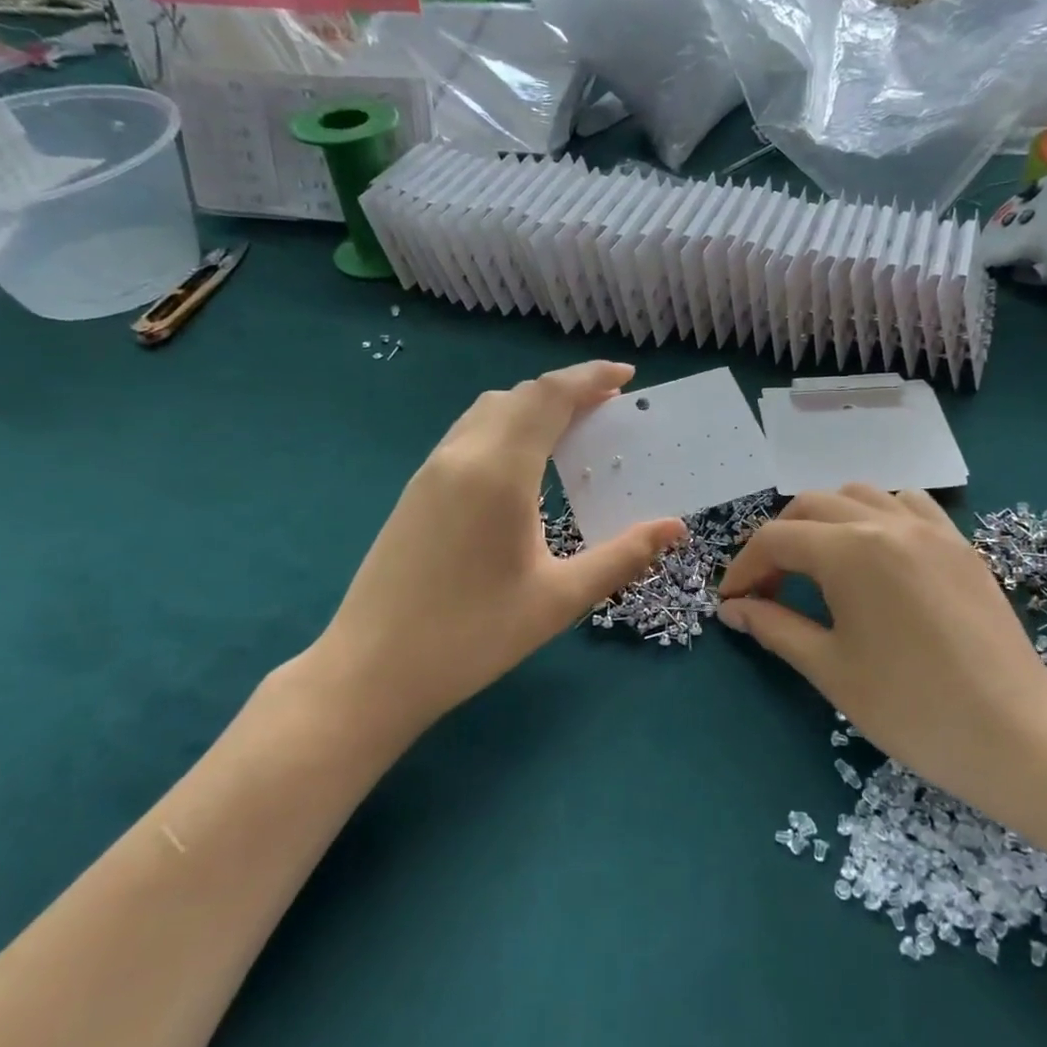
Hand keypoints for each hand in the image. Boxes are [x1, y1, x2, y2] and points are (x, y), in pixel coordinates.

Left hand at [308, 362, 685, 738]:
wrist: (371, 671)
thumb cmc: (472, 636)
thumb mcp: (559, 599)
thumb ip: (622, 556)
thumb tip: (675, 527)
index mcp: (499, 471)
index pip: (549, 397)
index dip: (590, 378)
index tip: (627, 376)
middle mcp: (462, 455)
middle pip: (519, 396)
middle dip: (567, 390)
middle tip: (608, 408)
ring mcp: (431, 471)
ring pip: (487, 410)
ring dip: (532, 406)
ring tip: (570, 429)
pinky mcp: (415, 491)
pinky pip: (467, 434)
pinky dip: (505, 426)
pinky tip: (522, 464)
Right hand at [716, 486, 1046, 814]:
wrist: (1013, 734)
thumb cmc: (910, 708)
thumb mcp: (830, 668)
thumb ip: (775, 627)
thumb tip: (733, 608)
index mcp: (850, 552)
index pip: (776, 539)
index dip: (744, 567)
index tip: (731, 601)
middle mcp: (887, 523)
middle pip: (811, 506)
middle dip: (779, 540)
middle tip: (769, 587)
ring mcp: (930, 528)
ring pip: (860, 494)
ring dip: (826, 520)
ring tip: (820, 565)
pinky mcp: (960, 543)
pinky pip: (909, 504)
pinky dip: (878, 515)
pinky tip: (878, 553)